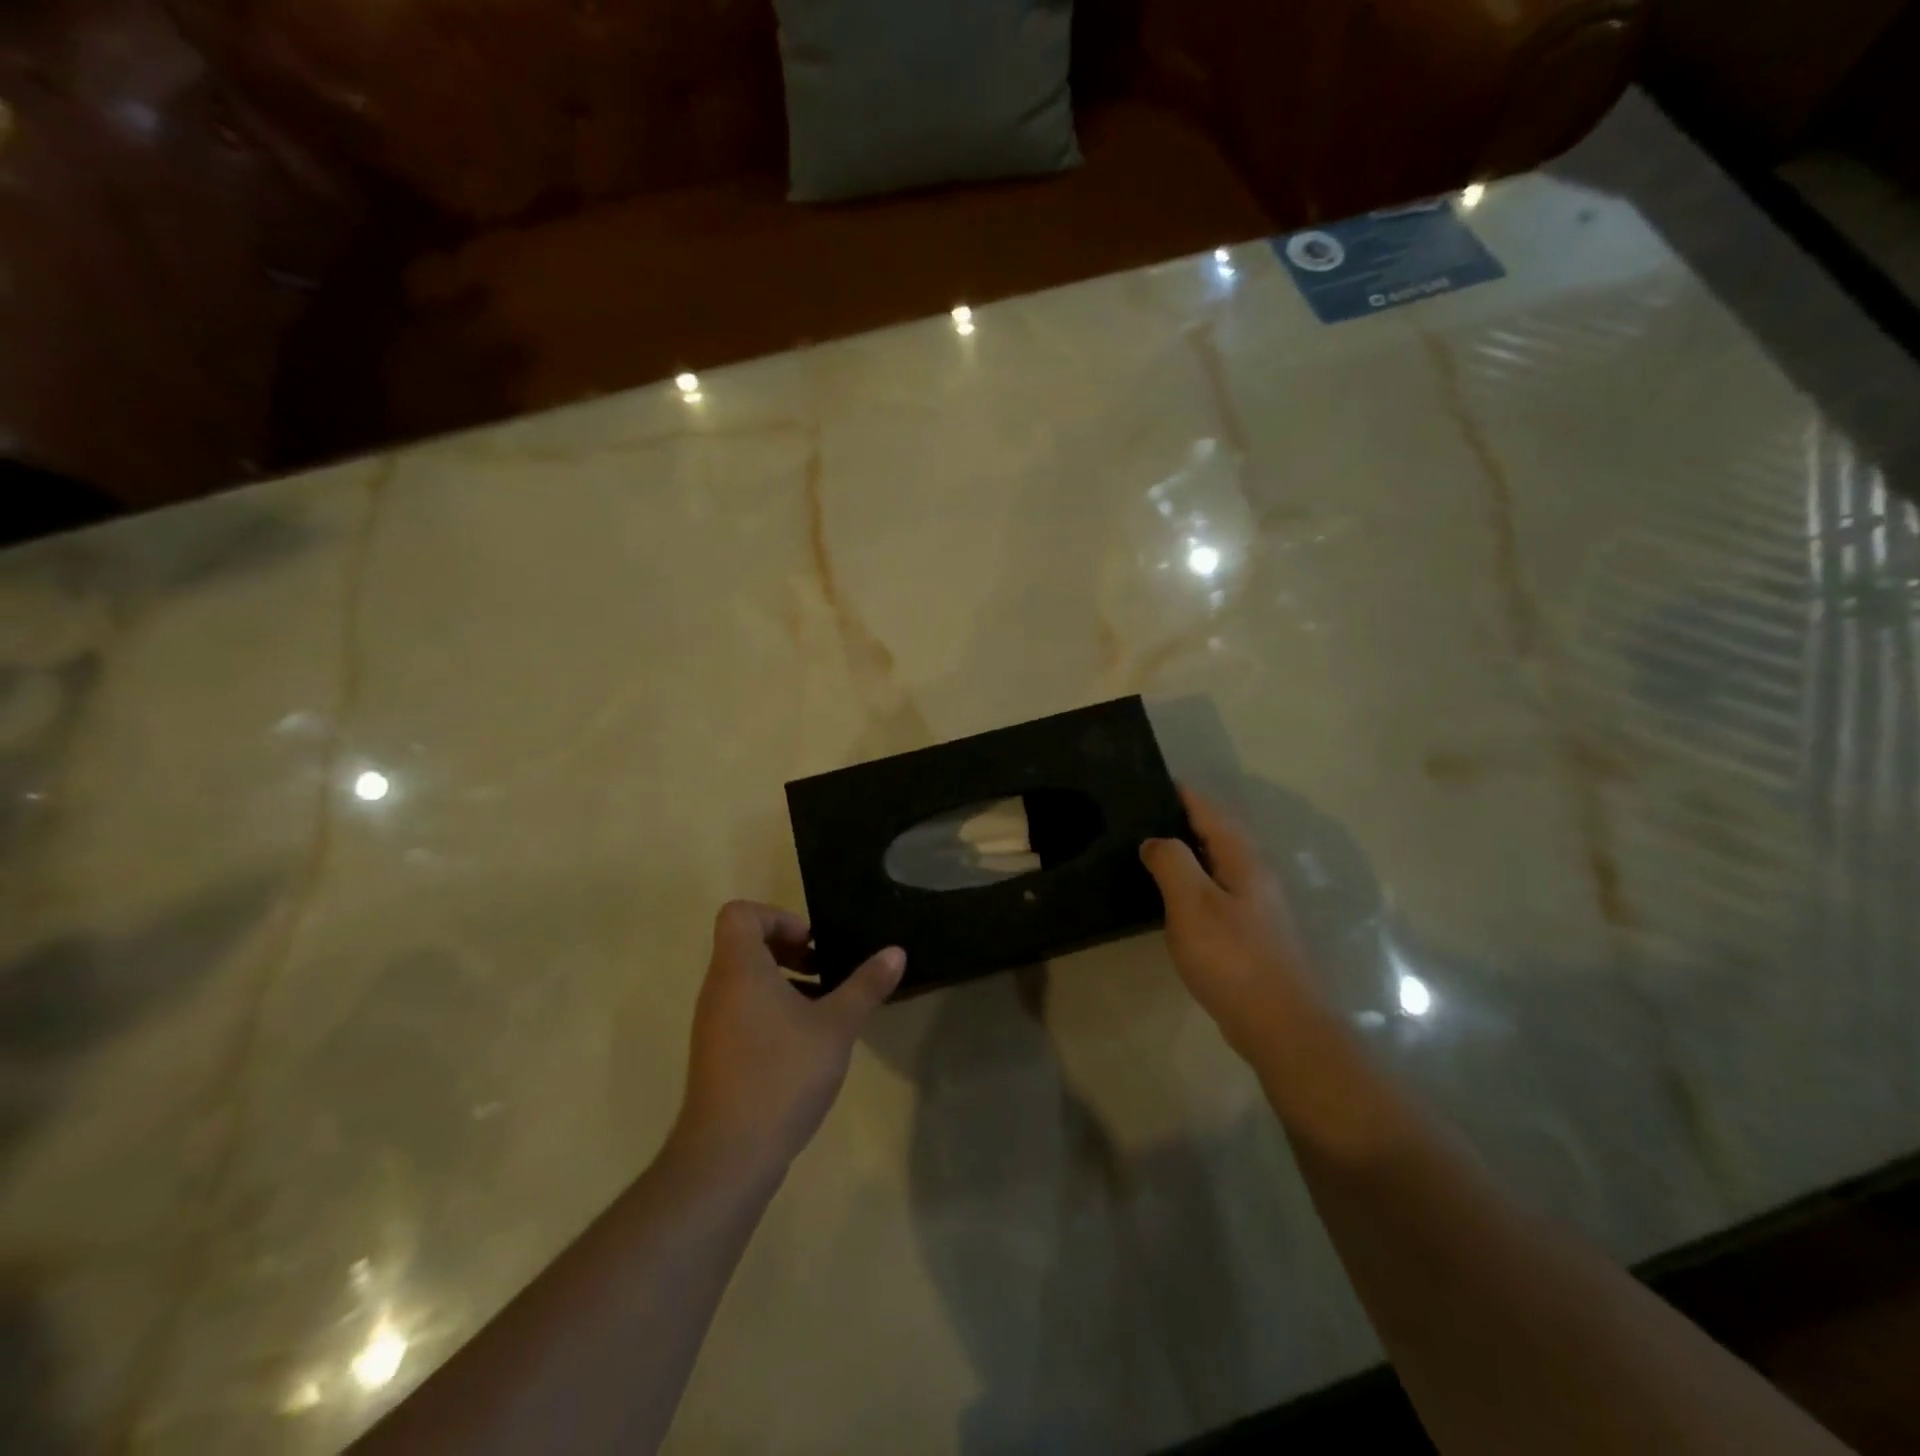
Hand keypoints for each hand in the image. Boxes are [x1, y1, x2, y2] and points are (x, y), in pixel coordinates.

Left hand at [674, 902, 903, 1183]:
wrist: (728, 1155)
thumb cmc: (782, 1074)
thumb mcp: (836, 1026)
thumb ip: (866, 985)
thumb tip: (896, 952)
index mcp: (740, 969)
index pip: (740, 913)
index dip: (777, 917)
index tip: (811, 943)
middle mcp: (718, 988)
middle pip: (743, 944)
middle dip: (788, 948)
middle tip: (824, 969)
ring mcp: (712, 1023)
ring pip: (744, 980)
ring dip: (783, 980)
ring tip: (823, 1005)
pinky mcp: (715, 1054)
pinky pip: (741, 1010)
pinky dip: (771, 1009)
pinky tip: (806, 1042)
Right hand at [1140, 788, 1319, 1062]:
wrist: (1279, 1025)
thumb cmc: (1232, 958)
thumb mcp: (1192, 904)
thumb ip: (1171, 862)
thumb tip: (1154, 840)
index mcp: (1242, 859)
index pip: (1209, 811)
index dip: (1181, 794)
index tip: (1150, 780)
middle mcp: (1253, 875)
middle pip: (1215, 834)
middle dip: (1181, 820)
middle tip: (1138, 816)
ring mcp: (1255, 906)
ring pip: (1215, 864)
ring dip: (1186, 853)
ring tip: (1146, 852)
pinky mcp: (1249, 933)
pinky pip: (1214, 892)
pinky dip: (1190, 883)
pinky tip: (1169, 898)